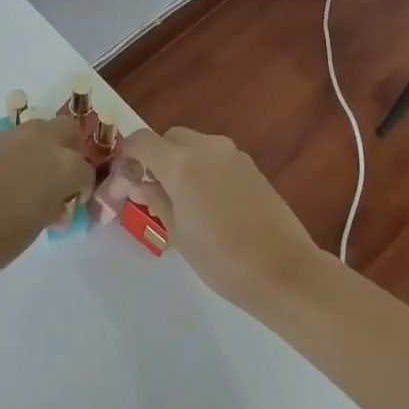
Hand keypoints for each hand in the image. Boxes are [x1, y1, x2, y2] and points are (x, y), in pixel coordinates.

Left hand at [0, 118, 93, 278]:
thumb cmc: (0, 238)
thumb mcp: (38, 227)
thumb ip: (52, 208)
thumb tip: (54, 205)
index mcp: (63, 165)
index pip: (85, 170)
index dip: (82, 188)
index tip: (73, 203)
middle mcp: (40, 142)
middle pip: (67, 131)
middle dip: (68, 149)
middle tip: (58, 177)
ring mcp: (10, 137)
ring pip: (37, 131)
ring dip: (40, 148)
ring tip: (28, 177)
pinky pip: (9, 142)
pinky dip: (13, 155)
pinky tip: (0, 179)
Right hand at [115, 127, 322, 308]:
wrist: (284, 270)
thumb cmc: (222, 258)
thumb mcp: (178, 233)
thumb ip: (156, 200)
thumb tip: (140, 184)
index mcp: (180, 163)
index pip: (141, 141)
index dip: (127, 156)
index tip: (124, 181)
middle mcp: (206, 147)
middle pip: (169, 138)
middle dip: (156, 158)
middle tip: (151, 190)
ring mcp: (232, 153)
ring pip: (194, 145)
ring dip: (180, 162)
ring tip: (181, 199)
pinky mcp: (251, 166)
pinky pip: (216, 157)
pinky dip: (204, 168)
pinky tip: (209, 202)